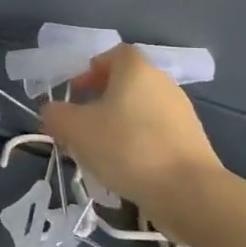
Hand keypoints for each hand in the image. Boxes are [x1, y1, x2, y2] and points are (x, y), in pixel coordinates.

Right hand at [40, 44, 222, 228]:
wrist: (189, 192)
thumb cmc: (127, 147)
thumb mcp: (74, 129)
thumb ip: (55, 114)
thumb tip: (53, 111)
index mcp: (136, 70)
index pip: (113, 54)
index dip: (91, 69)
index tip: (76, 91)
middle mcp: (163, 84)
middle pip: (127, 83)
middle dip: (101, 100)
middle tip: (81, 123)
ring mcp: (182, 114)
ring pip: (140, 111)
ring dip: (118, 124)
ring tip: (100, 151)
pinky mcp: (193, 143)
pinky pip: (156, 134)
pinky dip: (138, 144)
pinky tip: (126, 169)